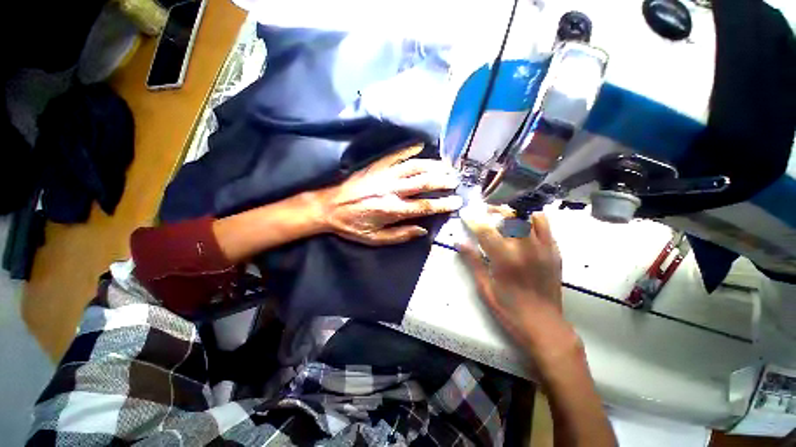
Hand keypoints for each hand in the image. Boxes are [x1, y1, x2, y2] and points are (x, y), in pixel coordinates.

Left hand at [318, 145, 462, 245]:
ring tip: (446, 165)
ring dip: (432, 165)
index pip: (425, 206)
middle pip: (424, 182)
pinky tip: (421, 146)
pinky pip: (396, 155)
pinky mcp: (376, 166)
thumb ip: (400, 235)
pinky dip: (410, 150)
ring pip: (414, 167)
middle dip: (442, 181)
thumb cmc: (352, 225)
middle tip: (456, 180)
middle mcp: (392, 190)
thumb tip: (422, 230)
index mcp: (392, 210)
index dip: (443, 204)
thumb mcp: (375, 238)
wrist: (328, 207)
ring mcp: (384, 175)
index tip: (457, 201)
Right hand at [459, 208, 579, 368]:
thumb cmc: (509, 310)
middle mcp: (525, 248)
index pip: (485, 230)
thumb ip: (473, 262)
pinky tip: (522, 226)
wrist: (544, 326)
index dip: (473, 219)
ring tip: (503, 217)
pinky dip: (531, 219)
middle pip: (510, 215)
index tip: (466, 214)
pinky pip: (545, 225)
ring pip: (529, 216)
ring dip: (514, 212)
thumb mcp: (485, 288)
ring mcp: (543, 248)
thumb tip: (459, 242)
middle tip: (484, 213)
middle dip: (494, 210)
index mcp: (505, 259)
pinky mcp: (555, 252)